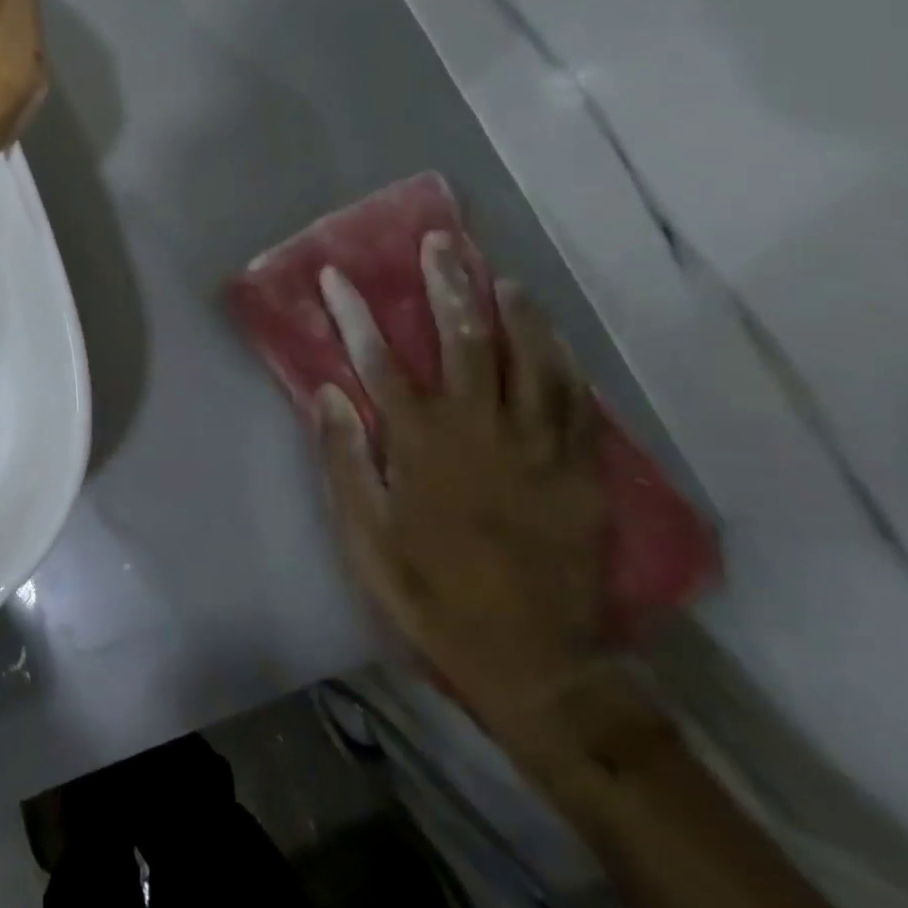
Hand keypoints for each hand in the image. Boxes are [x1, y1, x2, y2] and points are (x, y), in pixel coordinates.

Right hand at [316, 233, 607, 730]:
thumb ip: (347, 460)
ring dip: (514, 310)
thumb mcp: (366, 538)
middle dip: (448, 286)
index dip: (355, 313)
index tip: (336, 274)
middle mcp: (481, 431)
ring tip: (500, 273)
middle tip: (441, 244)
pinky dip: (562, 359)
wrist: (534, 663)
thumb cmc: (431, 595)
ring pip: (532, 360)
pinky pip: (575, 400)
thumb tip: (329, 392)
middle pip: (466, 341)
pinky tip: (553, 336)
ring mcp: (538, 448)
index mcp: (423, 445)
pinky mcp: (578, 471)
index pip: (379, 360)